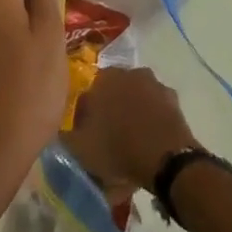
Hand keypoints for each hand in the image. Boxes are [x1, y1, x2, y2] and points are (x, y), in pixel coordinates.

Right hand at [61, 66, 200, 200]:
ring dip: (131, 118)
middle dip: (109, 116)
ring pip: (135, 102)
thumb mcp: (80, 149)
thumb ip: (63, 138)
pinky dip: (151, 124)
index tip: (86, 142)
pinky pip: (155, 112)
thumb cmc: (118, 149)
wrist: (166, 159)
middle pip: (113, 97)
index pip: (87, 98)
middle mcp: (129, 72)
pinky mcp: (174, 101)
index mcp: (103, 78)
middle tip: (108, 144)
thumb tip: (57, 134)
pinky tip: (149, 146)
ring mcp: (154, 84)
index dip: (84, 122)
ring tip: (130, 147)